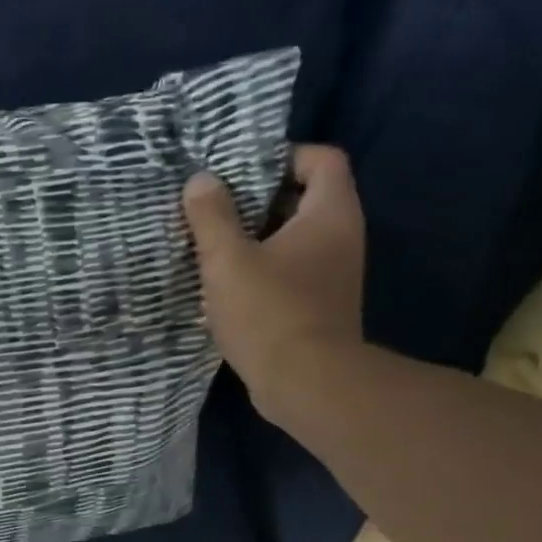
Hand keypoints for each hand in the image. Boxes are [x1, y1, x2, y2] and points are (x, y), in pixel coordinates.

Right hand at [183, 145, 366, 423]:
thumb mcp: (227, 260)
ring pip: (292, 238)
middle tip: (213, 209)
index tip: (237, 174)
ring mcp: (332, 274)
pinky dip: (260, 269)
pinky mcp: (318, 305)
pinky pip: (289, 270)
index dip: (281, 157)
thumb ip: (211, 216)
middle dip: (256, 199)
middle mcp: (340, 237)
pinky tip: (226, 285)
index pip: (320, 158)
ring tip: (211, 245)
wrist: (307, 385)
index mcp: (329, 214)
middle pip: (303, 197)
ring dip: (253, 238)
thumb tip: (201, 181)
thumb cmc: (269, 313)